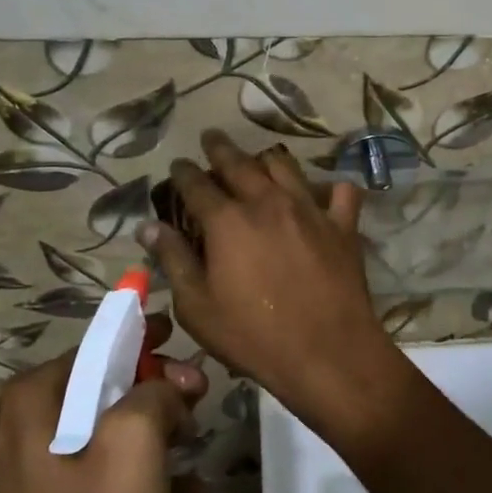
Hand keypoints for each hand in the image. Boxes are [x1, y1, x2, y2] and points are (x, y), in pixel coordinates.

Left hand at [0, 316, 206, 492]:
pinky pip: (94, 470)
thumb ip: (157, 393)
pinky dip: (136, 473)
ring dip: (154, 433)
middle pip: (102, 387)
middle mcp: (17, 424)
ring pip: (103, 429)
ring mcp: (24, 468)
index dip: (147, 340)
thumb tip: (167, 385)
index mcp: (30, 398)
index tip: (183, 340)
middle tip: (200, 402)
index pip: (99, 345)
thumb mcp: (136, 446)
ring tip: (195, 448)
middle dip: (157, 391)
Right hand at [141, 129, 400, 428]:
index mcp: (228, 221)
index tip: (178, 165)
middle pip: (240, 163)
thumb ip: (174, 260)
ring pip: (285, 166)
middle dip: (220, 148)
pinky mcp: (343, 225)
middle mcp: (268, 202)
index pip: (197, 184)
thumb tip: (149, 226)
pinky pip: (340, 192)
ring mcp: (310, 210)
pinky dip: (328, 189)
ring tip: (258, 159)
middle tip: (211, 139)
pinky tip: (321, 194)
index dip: (184, 172)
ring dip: (266, 159)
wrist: (327, 353)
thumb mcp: (198, 307)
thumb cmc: (254, 336)